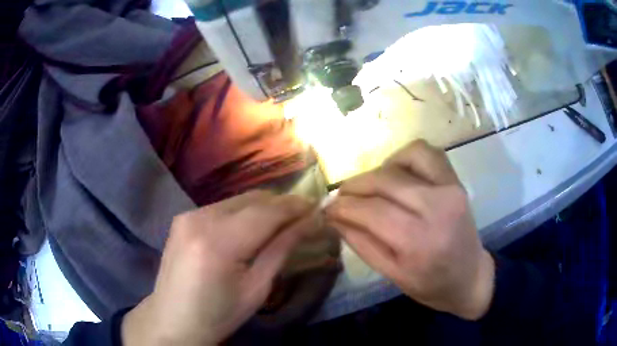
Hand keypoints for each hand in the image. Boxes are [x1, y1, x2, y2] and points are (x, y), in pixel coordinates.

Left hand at [122, 191, 318, 345]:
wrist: (173, 320)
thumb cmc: (219, 315)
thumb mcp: (257, 289)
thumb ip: (282, 249)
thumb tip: (309, 222)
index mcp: (218, 242)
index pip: (267, 212)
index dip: (295, 207)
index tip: (318, 208)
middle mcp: (200, 218)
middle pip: (252, 198)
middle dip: (282, 204)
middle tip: (304, 216)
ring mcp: (188, 214)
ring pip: (238, 200)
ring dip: (263, 208)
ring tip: (281, 223)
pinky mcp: (183, 217)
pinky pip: (222, 207)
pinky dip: (242, 212)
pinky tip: (251, 228)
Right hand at [325, 140, 494, 319]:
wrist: (470, 276)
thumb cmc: (430, 284)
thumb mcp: (390, 274)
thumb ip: (360, 242)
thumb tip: (333, 216)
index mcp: (418, 242)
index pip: (370, 211)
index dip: (342, 206)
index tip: (326, 207)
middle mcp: (437, 208)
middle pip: (384, 181)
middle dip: (354, 186)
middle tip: (340, 197)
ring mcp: (450, 188)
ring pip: (404, 158)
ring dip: (378, 170)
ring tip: (371, 189)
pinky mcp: (456, 180)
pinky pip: (425, 152)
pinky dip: (404, 157)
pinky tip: (397, 175)